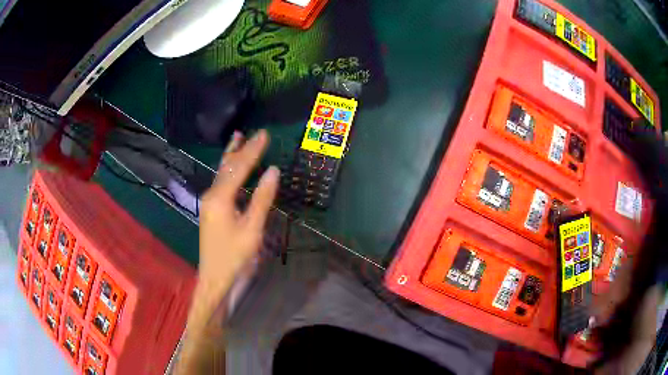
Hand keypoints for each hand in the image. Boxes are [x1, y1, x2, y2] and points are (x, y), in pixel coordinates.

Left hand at [196, 129, 278, 314]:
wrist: (215, 278)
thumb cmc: (235, 257)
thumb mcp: (252, 229)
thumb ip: (262, 199)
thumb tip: (273, 171)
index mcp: (220, 198)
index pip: (239, 168)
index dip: (253, 150)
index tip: (264, 135)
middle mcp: (211, 195)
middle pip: (227, 167)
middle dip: (241, 149)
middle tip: (253, 133)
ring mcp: (209, 202)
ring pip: (222, 174)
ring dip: (232, 156)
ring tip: (237, 139)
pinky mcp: (211, 210)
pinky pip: (221, 183)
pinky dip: (229, 171)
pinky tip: (233, 168)